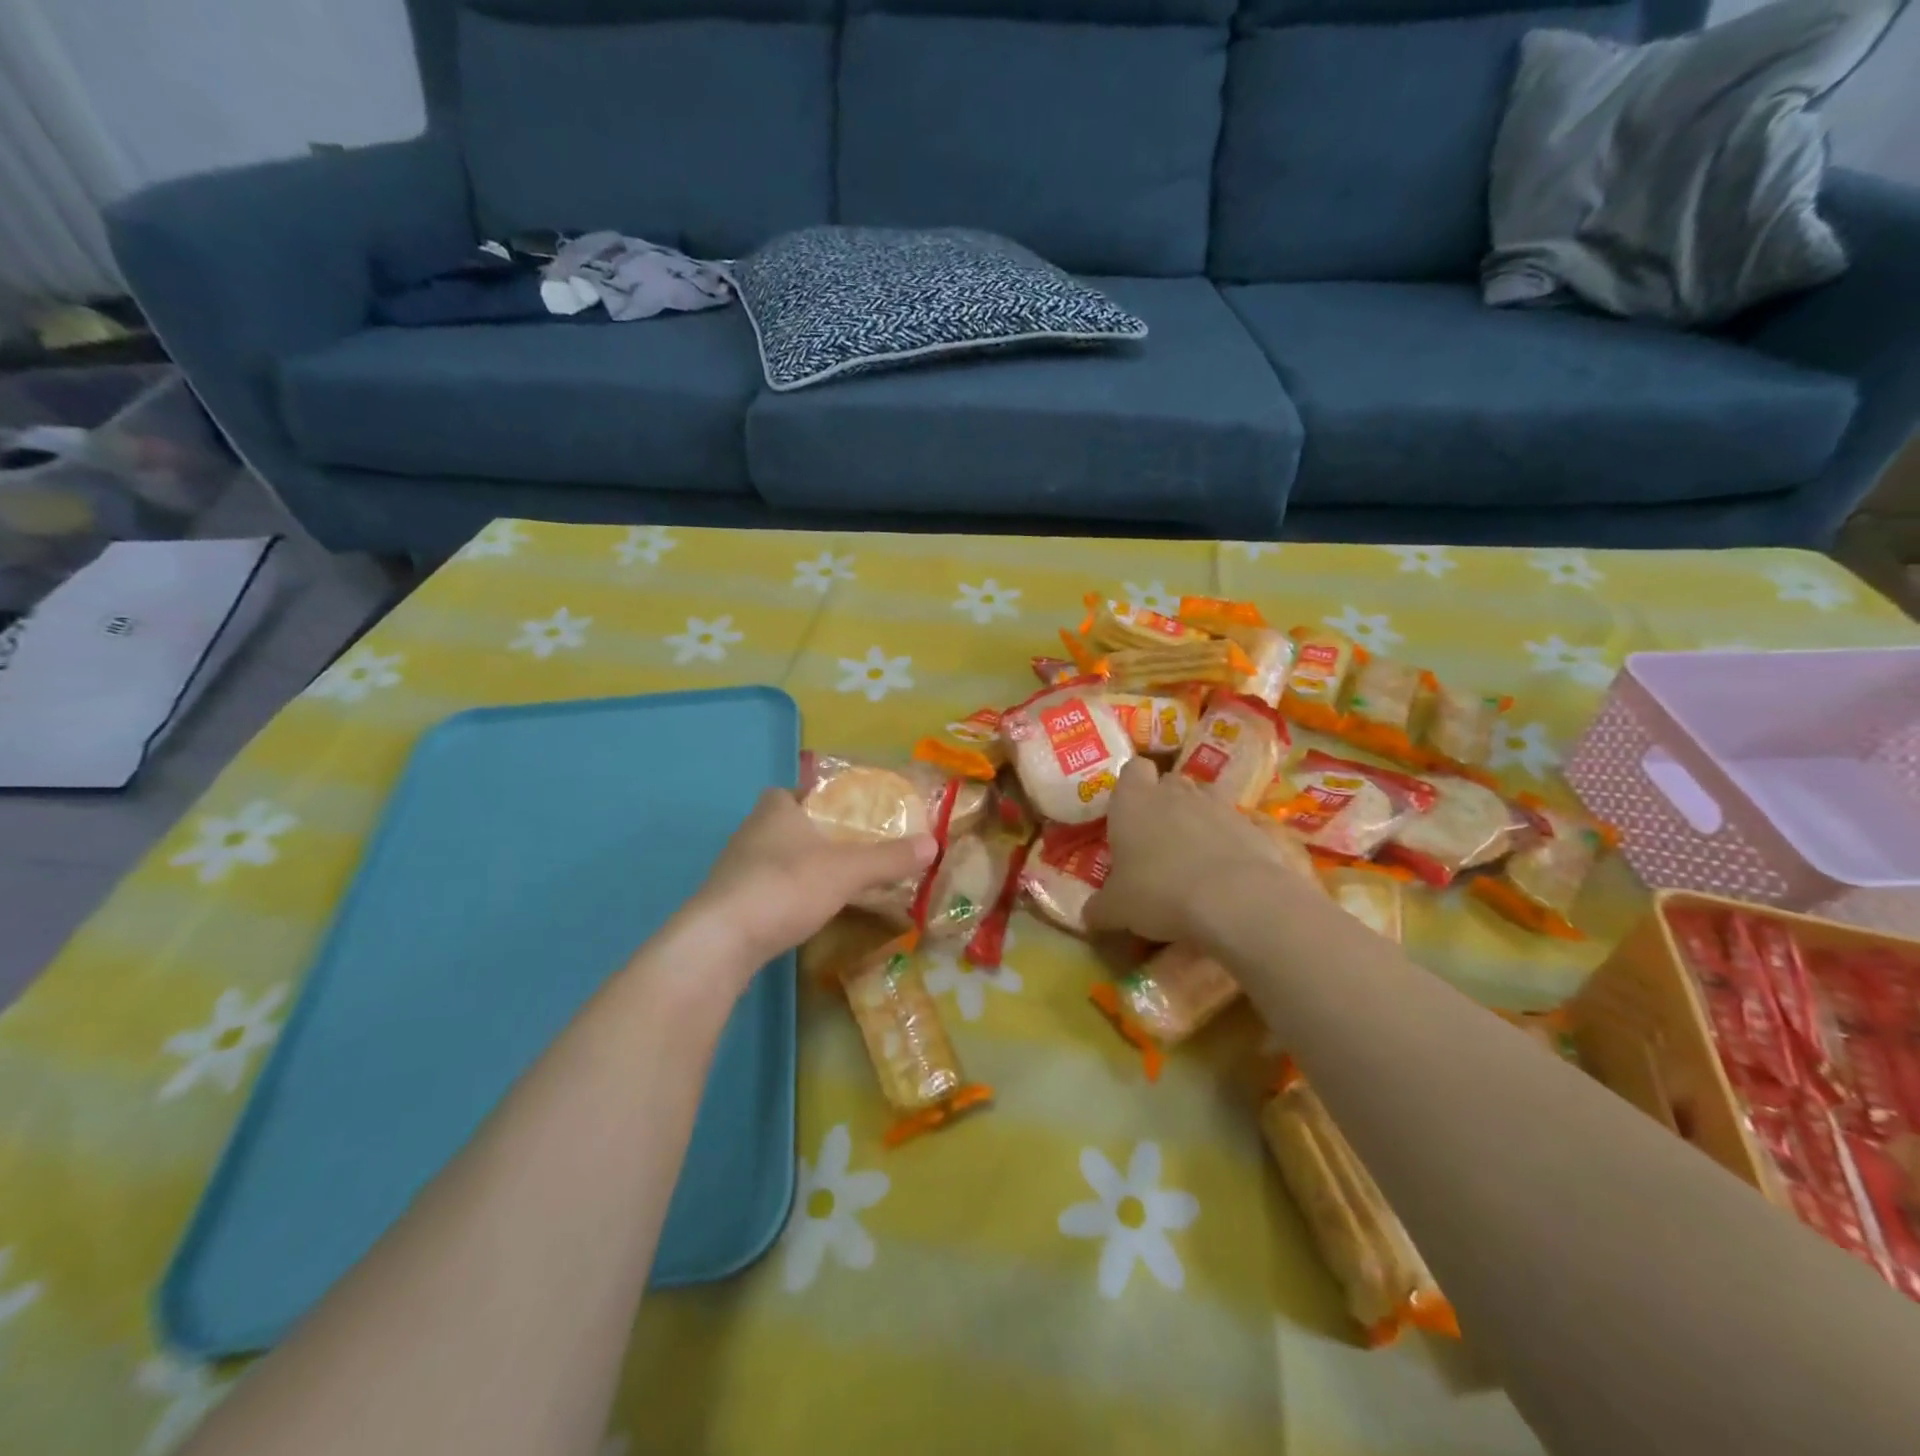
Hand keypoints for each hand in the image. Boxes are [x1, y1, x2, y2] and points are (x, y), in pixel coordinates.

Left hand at [691, 789, 937, 969]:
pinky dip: (780, 897)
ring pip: (769, 860)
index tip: (836, 812)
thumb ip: (888, 858)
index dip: (809, 797)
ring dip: (793, 868)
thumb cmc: (785, 886)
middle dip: (807, 834)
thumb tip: (933, 843)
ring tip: (827, 883)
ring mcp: (732, 871)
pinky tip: (798, 914)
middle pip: (779, 825)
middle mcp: (748, 834)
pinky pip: (760, 891)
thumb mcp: (847, 870)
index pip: (787, 791)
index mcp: (774, 811)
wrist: (721, 942)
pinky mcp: (725, 906)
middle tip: (843, 849)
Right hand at [1085, 759, 1301, 944]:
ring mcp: (1218, 805)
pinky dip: (1229, 842)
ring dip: (1198, 818)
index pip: (1132, 768)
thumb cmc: (1159, 892)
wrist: (1236, 900)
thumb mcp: (1116, 909)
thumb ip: (1099, 908)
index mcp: (1134, 801)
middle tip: (1157, 837)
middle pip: (1169, 781)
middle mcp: (1175, 793)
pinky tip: (1226, 874)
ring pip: (1204, 798)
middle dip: (1164, 802)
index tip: (1127, 811)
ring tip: (1193, 854)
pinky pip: (1235, 826)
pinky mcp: (1253, 826)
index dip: (1131, 785)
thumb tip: (1089, 916)